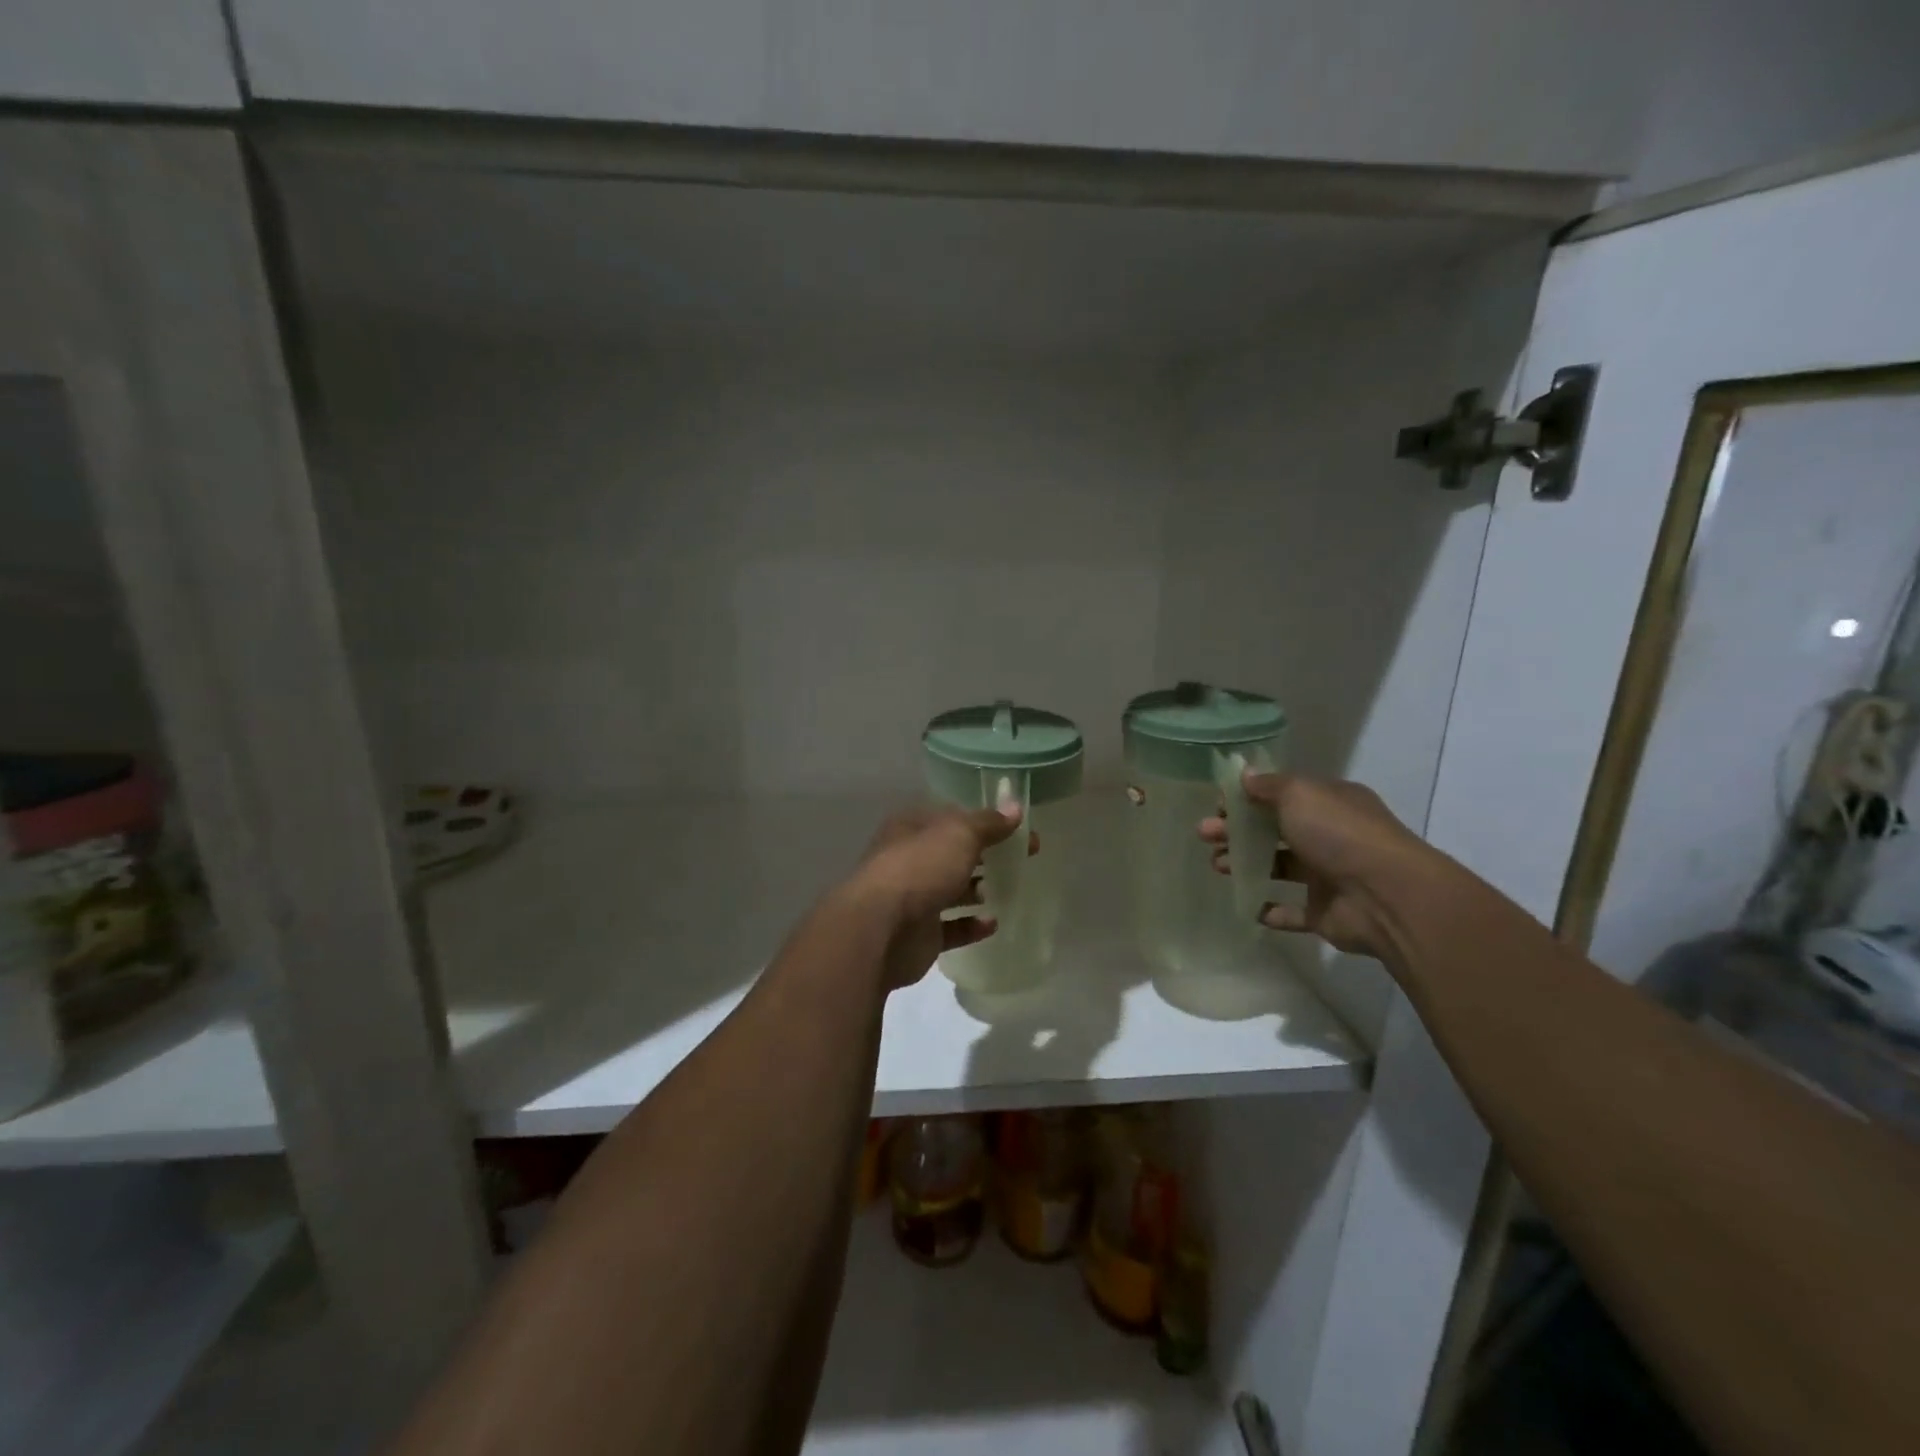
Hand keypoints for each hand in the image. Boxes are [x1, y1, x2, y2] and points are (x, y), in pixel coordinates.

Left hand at [847, 803, 1023, 990]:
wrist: (881, 929)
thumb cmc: (920, 868)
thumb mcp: (959, 834)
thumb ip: (988, 823)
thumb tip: (1015, 807)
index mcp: (912, 828)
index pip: (951, 817)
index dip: (985, 820)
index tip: (1018, 827)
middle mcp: (909, 860)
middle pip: (953, 853)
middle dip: (986, 854)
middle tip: (1025, 857)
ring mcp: (912, 898)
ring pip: (951, 890)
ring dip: (977, 889)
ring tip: (1010, 888)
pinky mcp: (919, 934)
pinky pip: (951, 927)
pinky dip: (971, 925)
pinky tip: (993, 923)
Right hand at [1199, 771, 1438, 959]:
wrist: (1386, 895)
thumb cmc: (1339, 834)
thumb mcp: (1299, 794)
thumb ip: (1268, 786)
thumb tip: (1245, 775)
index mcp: (1329, 803)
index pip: (1282, 796)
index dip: (1248, 799)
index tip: (1217, 806)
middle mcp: (1330, 836)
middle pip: (1275, 831)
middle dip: (1237, 832)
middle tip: (1205, 836)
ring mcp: (1329, 876)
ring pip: (1279, 867)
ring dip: (1246, 865)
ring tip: (1218, 866)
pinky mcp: (1325, 912)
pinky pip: (1292, 910)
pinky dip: (1269, 908)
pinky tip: (1247, 904)